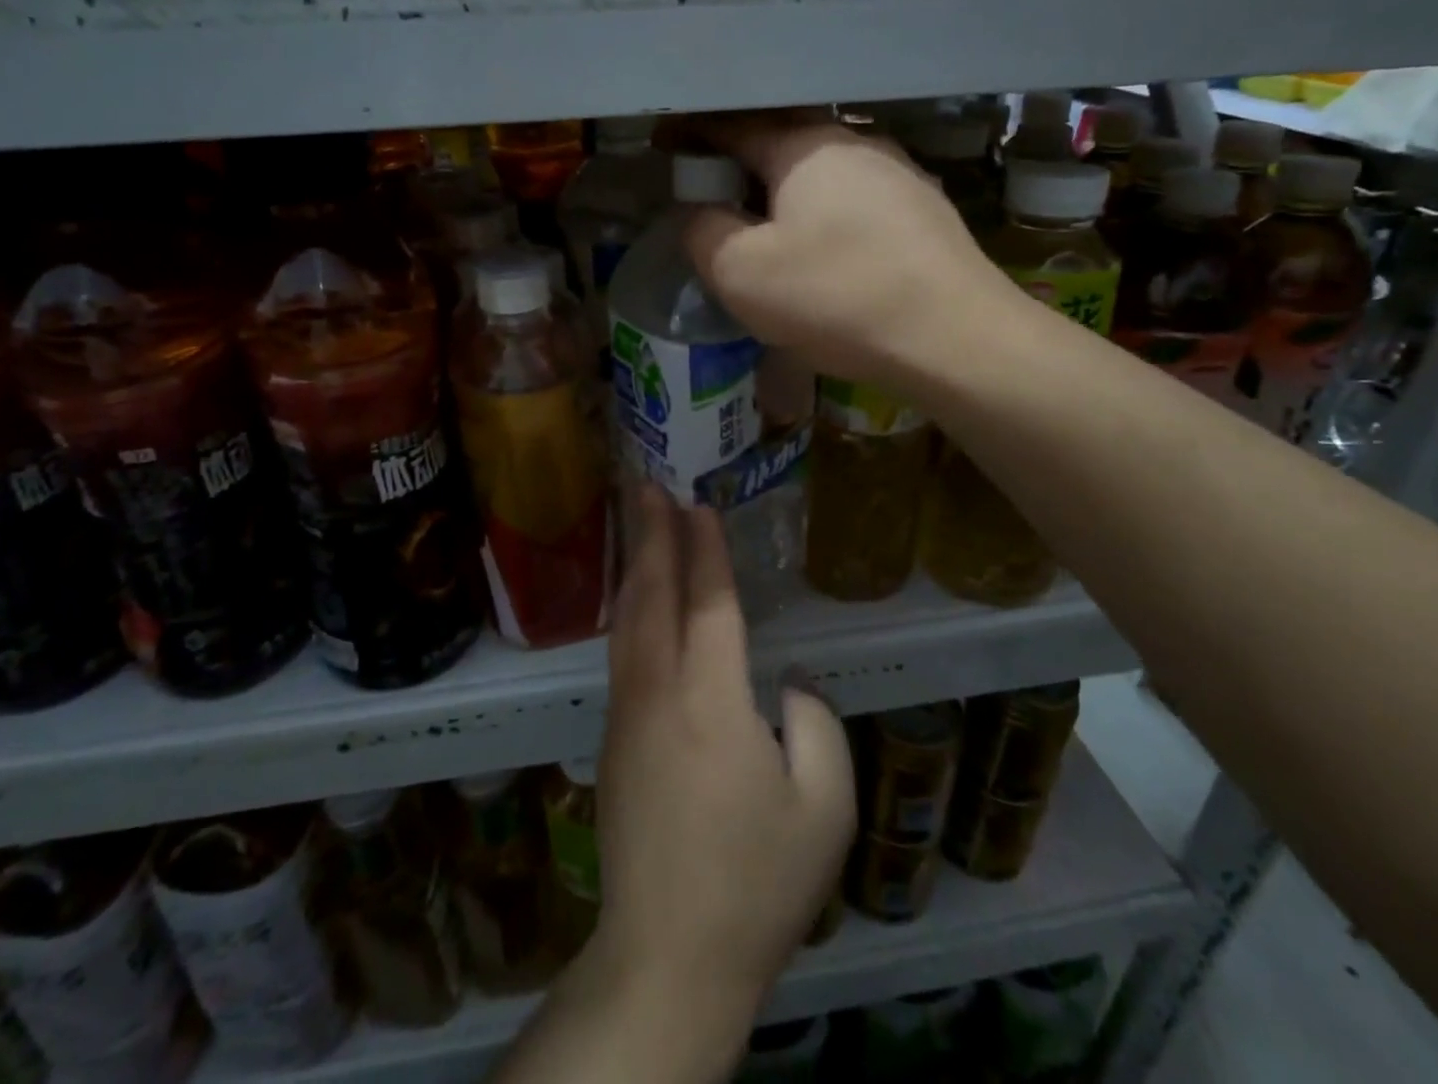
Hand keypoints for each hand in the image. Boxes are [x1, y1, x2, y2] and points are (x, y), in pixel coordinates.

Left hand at [588, 483, 853, 1064]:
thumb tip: (787, 683)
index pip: (708, 604)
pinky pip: (620, 651)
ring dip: (634, 565)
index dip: (705, 550)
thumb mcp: (824, 808)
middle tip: (647, 485)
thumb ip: (816, 726)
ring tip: (638, 524)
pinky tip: (633, 599)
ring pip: (627, 620)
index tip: (699, 504)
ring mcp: (627, 714)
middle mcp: (659, 692)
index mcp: (711, 701)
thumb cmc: (757, 882)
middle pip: (653, 595)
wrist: (669, 953)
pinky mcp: (613, 738)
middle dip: (652, 535)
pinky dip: (627, 608)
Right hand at [684, 113, 1014, 387]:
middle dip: (742, 166)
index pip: (733, 125)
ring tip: (770, 231)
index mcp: (805, 146)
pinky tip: (828, 254)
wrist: (955, 338)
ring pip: (823, 175)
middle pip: (782, 144)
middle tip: (714, 199)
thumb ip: (703, 232)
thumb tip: (698, 212)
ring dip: (788, 195)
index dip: (692, 136)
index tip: (663, 148)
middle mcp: (857, 143)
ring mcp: (900, 175)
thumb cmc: (836, 296)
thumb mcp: (741, 272)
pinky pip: (857, 203)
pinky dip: (826, 217)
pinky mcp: (927, 213)